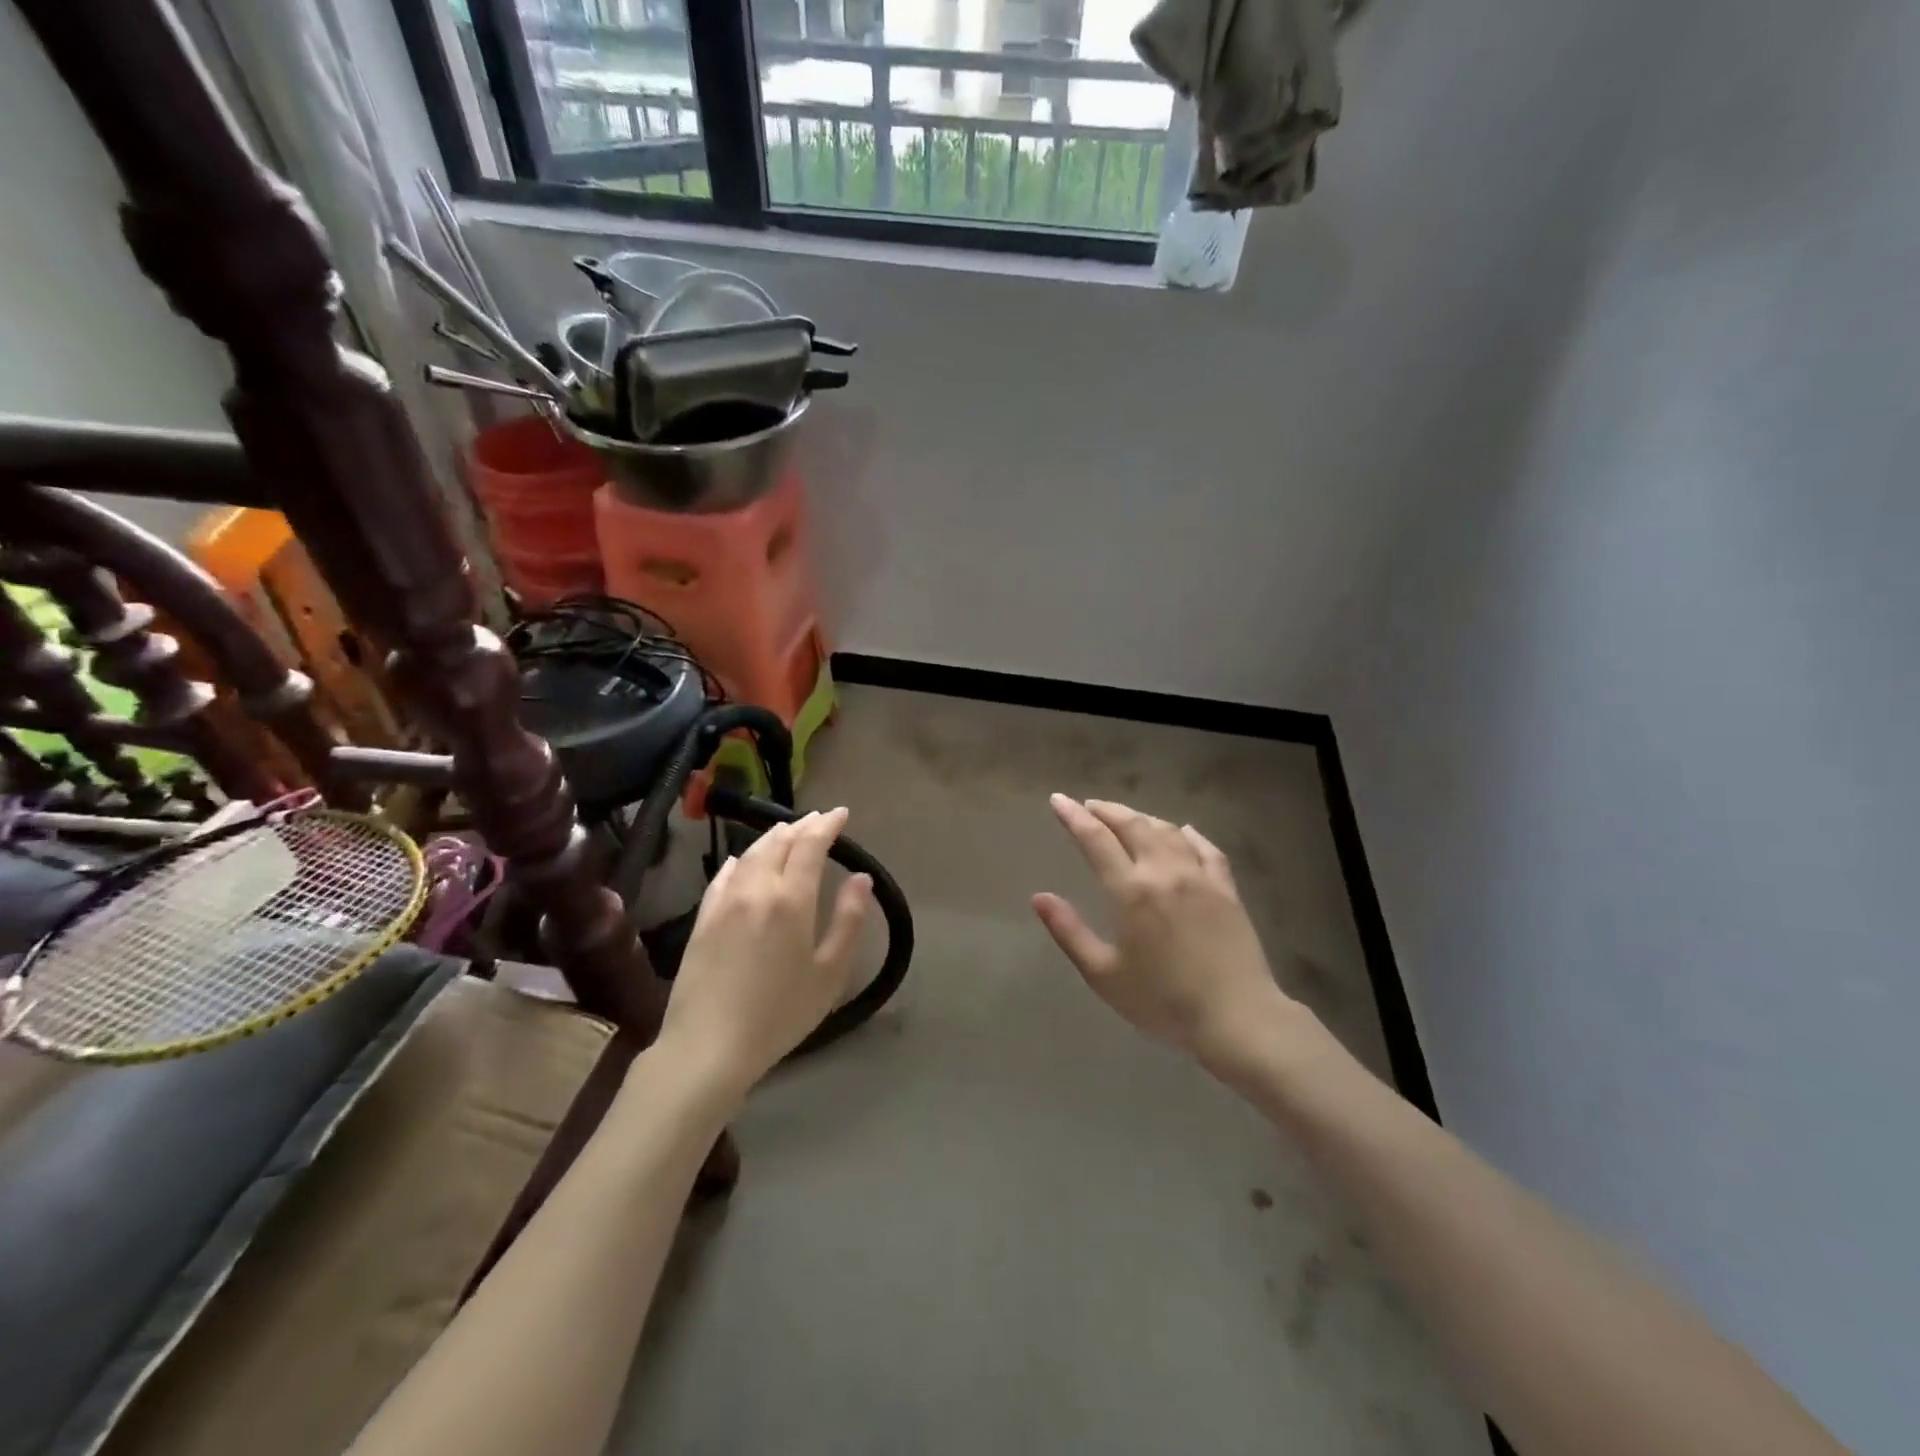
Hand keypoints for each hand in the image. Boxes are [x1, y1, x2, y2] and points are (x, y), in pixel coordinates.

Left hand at [660, 807, 873, 1098]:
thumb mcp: (829, 973)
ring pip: (749, 854)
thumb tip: (861, 878)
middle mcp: (756, 889)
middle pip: (778, 843)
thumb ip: (849, 920)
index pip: (810, 845)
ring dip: (772, 838)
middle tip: (819, 820)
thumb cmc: (779, 1014)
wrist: (708, 1046)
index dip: (827, 825)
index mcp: (790, 899)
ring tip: (787, 832)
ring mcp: (724, 902)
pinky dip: (739, 861)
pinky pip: (723, 876)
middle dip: (801, 826)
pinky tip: (740, 861)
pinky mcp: (702, 919)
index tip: (841, 813)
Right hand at [1033, 795, 1294, 1073]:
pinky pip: (1206, 848)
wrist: (1237, 1017)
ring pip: (1167, 831)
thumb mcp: (1103, 974)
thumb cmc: (1162, 1002)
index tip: (1058, 800)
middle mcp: (1164, 871)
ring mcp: (1200, 877)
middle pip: (1132, 825)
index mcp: (1131, 890)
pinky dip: (1188, 834)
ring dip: (1142, 818)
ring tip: (1126, 818)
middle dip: (1106, 810)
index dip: (1074, 816)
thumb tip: (1039, 897)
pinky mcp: (1227, 889)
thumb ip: (1069, 931)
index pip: (1095, 839)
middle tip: (1088, 806)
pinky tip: (1183, 831)